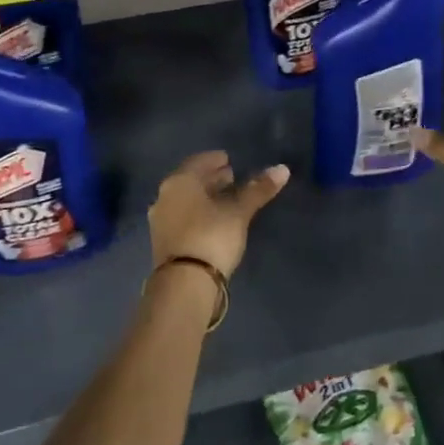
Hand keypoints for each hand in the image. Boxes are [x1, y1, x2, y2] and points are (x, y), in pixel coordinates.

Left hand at [148, 150, 288, 277]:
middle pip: (190, 181)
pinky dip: (197, 213)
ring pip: (185, 200)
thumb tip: (282, 169)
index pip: (198, 162)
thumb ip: (257, 190)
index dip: (214, 159)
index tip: (229, 160)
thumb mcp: (238, 212)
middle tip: (231, 176)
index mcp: (180, 182)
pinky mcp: (163, 242)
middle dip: (210, 178)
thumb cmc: (211, 236)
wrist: (184, 284)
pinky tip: (213, 220)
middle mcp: (164, 197)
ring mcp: (161, 221)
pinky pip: (182, 217)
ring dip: (204, 197)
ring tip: (225, 198)